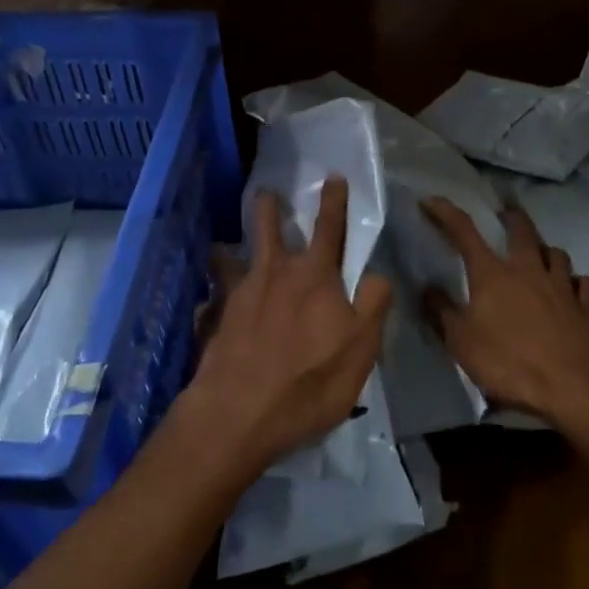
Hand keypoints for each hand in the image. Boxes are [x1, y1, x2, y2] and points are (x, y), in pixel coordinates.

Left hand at [182, 176, 392, 475]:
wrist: (238, 412)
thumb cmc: (309, 381)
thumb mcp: (360, 348)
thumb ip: (373, 304)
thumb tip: (376, 272)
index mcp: (315, 277)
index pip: (329, 229)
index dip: (334, 202)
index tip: (333, 177)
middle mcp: (276, 274)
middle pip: (271, 230)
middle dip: (271, 208)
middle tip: (266, 191)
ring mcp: (241, 294)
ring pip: (239, 255)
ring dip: (236, 243)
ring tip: (229, 238)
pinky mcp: (218, 319)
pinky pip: (217, 292)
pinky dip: (214, 286)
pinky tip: (211, 296)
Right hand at [421, 197, 588, 426]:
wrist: (574, 387)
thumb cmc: (510, 363)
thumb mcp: (461, 343)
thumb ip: (441, 312)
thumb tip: (426, 287)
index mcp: (492, 275)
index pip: (464, 232)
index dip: (445, 213)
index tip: (431, 201)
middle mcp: (528, 270)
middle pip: (522, 231)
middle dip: (512, 217)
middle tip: (506, 212)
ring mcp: (562, 287)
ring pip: (556, 253)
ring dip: (545, 249)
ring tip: (539, 252)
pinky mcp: (585, 308)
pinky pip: (584, 284)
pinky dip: (577, 282)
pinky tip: (573, 288)